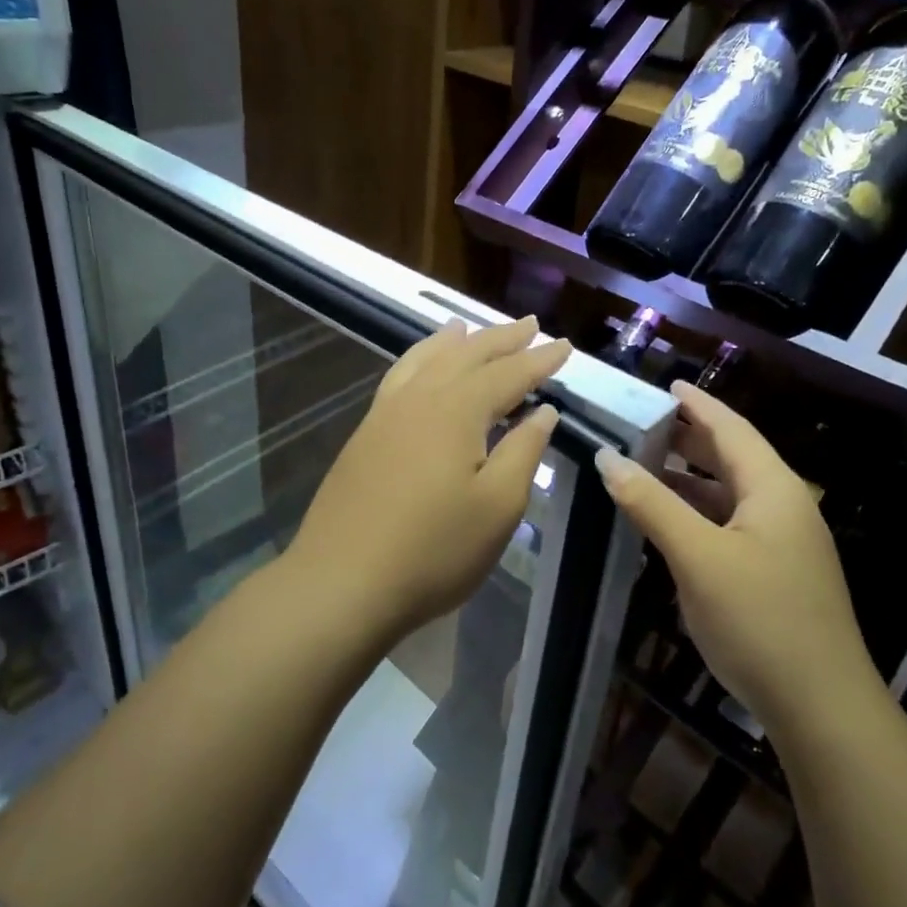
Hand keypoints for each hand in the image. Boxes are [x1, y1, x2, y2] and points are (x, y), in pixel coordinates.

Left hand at [289, 317, 570, 638]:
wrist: (342, 582)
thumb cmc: (433, 550)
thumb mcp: (497, 506)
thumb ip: (524, 451)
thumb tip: (542, 411)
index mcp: (457, 410)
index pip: (508, 373)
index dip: (539, 360)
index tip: (565, 345)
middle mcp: (420, 398)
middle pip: (466, 355)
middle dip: (501, 339)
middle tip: (530, 325)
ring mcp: (386, 413)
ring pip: (426, 359)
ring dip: (454, 341)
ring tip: (468, 326)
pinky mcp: (365, 433)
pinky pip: (399, 376)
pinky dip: (419, 359)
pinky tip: (421, 367)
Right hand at [595, 381, 877, 734]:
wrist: (821, 709)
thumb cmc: (760, 619)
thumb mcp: (698, 557)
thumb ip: (652, 504)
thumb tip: (607, 458)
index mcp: (774, 489)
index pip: (731, 429)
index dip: (698, 404)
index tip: (666, 385)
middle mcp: (784, 507)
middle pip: (732, 457)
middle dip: (689, 437)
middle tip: (641, 423)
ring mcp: (783, 543)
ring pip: (730, 494)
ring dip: (689, 477)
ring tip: (644, 465)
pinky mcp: (775, 574)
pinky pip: (730, 524)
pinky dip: (698, 512)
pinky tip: (669, 522)